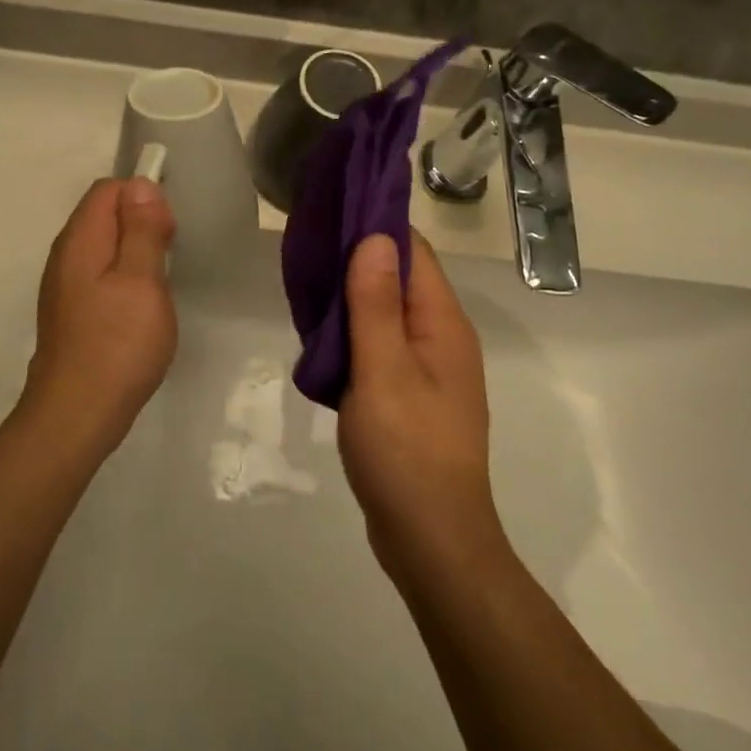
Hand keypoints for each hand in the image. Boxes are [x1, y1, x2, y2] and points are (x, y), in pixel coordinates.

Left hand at [21, 178, 177, 455]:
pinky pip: (99, 274)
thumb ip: (142, 230)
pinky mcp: (71, 311)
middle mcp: (65, 255)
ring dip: (134, 253)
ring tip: (159, 284)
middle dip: (141, 224)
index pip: (108, 189)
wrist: (77, 414)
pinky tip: (139, 307)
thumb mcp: (142, 281)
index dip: (143, 198)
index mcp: (80, 240)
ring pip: (103, 246)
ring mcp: (64, 285)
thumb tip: (141, 184)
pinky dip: (123, 277)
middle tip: (169, 259)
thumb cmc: (118, 344)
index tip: (168, 232)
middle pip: (103, 214)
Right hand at [339, 232, 502, 576]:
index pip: (413, 252)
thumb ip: (375, 304)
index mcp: (443, 323)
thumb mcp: (383, 370)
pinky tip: (323, 340)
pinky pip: (383, 347)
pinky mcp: (413, 395)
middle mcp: (443, 337)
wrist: (431, 538)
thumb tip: (375, 238)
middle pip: (401, 279)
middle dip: (358, 261)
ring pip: (388, 315)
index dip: (375, 228)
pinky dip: (356, 335)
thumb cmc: (406, 451)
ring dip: (353, 300)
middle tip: (308, 251)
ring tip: (307, 288)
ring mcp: (430, 369)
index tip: (332, 213)